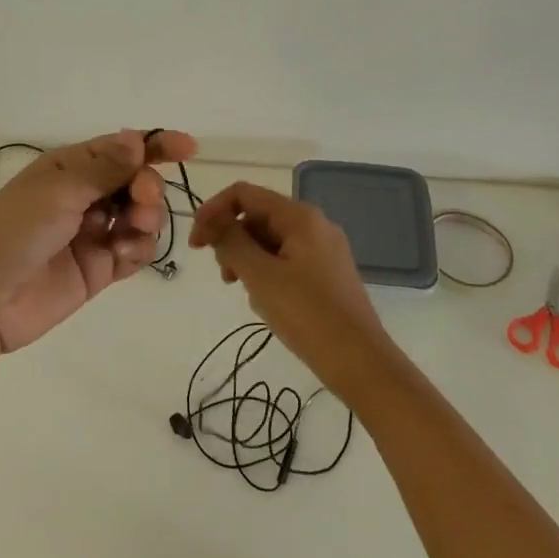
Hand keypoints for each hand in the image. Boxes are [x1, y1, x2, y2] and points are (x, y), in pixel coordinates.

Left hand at [0, 129, 198, 355]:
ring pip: (140, 218)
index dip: (155, 145)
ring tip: (132, 230)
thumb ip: (104, 167)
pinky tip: (121, 257)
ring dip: (146, 219)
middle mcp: (83, 197)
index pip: (121, 149)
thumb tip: (136, 138)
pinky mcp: (98, 270)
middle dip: (147, 187)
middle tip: (141, 199)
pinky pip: (134, 253)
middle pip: (136, 182)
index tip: (188, 148)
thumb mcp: (58, 189)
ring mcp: (92, 234)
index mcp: (69, 168)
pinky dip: (137, 251)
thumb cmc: (15, 230)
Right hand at [189, 181, 397, 397]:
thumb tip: (212, 220)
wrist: (362, 363)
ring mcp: (323, 250)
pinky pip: (285, 261)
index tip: (197, 245)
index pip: (244, 194)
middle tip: (225, 277)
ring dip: (247, 261)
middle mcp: (314, 225)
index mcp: (300, 217)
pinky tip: (267, 303)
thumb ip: (230, 241)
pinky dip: (266, 274)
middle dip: (232, 240)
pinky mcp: (326, 274)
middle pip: (257, 216)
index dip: (213, 212)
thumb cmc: (308, 315)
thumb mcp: (260, 276)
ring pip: (269, 241)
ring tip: (248, 294)